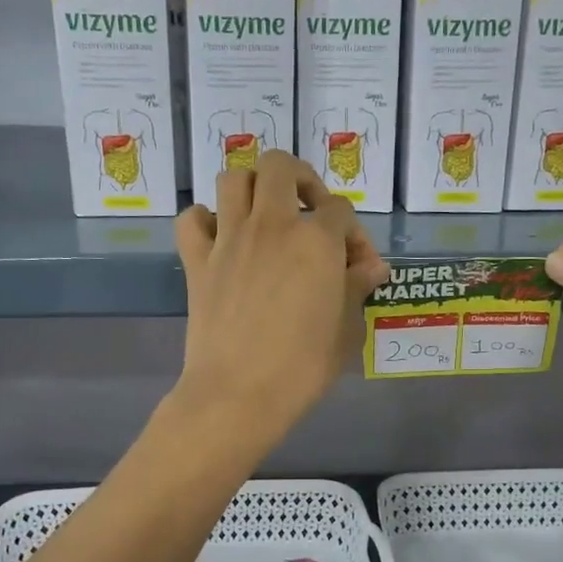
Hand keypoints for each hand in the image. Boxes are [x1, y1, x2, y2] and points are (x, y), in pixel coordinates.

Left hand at [173, 152, 389, 451]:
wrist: (238, 394)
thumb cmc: (302, 367)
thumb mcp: (346, 329)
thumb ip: (357, 288)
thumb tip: (371, 267)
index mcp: (315, 240)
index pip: (341, 211)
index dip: (355, 236)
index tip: (359, 268)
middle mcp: (271, 225)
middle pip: (281, 166)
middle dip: (301, 179)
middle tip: (309, 211)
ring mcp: (228, 239)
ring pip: (234, 179)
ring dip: (253, 188)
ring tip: (266, 216)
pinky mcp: (197, 260)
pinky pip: (192, 219)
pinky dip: (205, 220)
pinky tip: (221, 239)